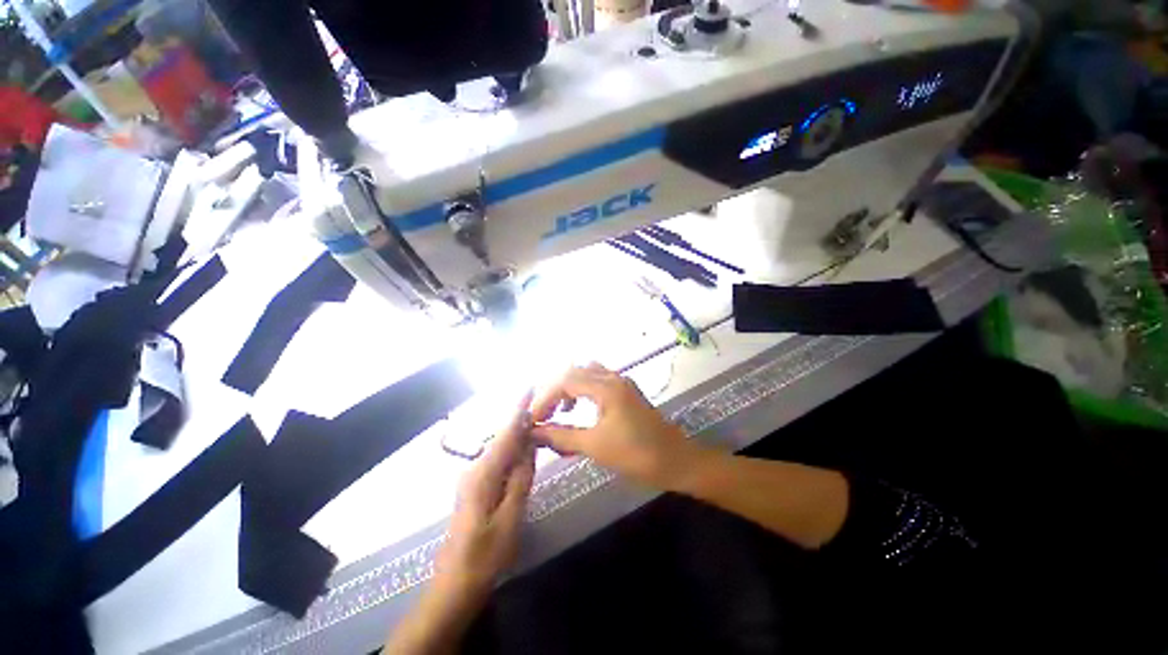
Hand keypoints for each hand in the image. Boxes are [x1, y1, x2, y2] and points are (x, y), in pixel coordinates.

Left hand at [436, 395, 535, 601]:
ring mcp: (473, 479)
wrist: (454, 586)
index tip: (530, 386)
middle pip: (503, 438)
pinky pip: (497, 461)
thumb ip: (521, 479)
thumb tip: (529, 447)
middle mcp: (475, 469)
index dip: (519, 409)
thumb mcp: (511, 518)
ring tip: (538, 425)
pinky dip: (512, 452)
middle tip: (544, 409)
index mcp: (483, 474)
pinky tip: (524, 452)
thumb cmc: (485, 556)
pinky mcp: (475, 488)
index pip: (506, 434)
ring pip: (500, 449)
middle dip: (522, 421)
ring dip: (518, 436)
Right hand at [530, 363, 697, 489]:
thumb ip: (562, 436)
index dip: (545, 398)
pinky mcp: (627, 393)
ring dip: (570, 388)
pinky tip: (581, 410)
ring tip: (561, 411)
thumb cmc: (637, 455)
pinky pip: (599, 382)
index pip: (565, 381)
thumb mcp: (596, 446)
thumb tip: (534, 432)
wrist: (677, 461)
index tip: (533, 419)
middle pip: (575, 372)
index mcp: (606, 387)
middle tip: (544, 414)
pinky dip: (584, 391)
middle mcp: (613, 378)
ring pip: (588, 374)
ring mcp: (622, 384)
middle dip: (555, 391)